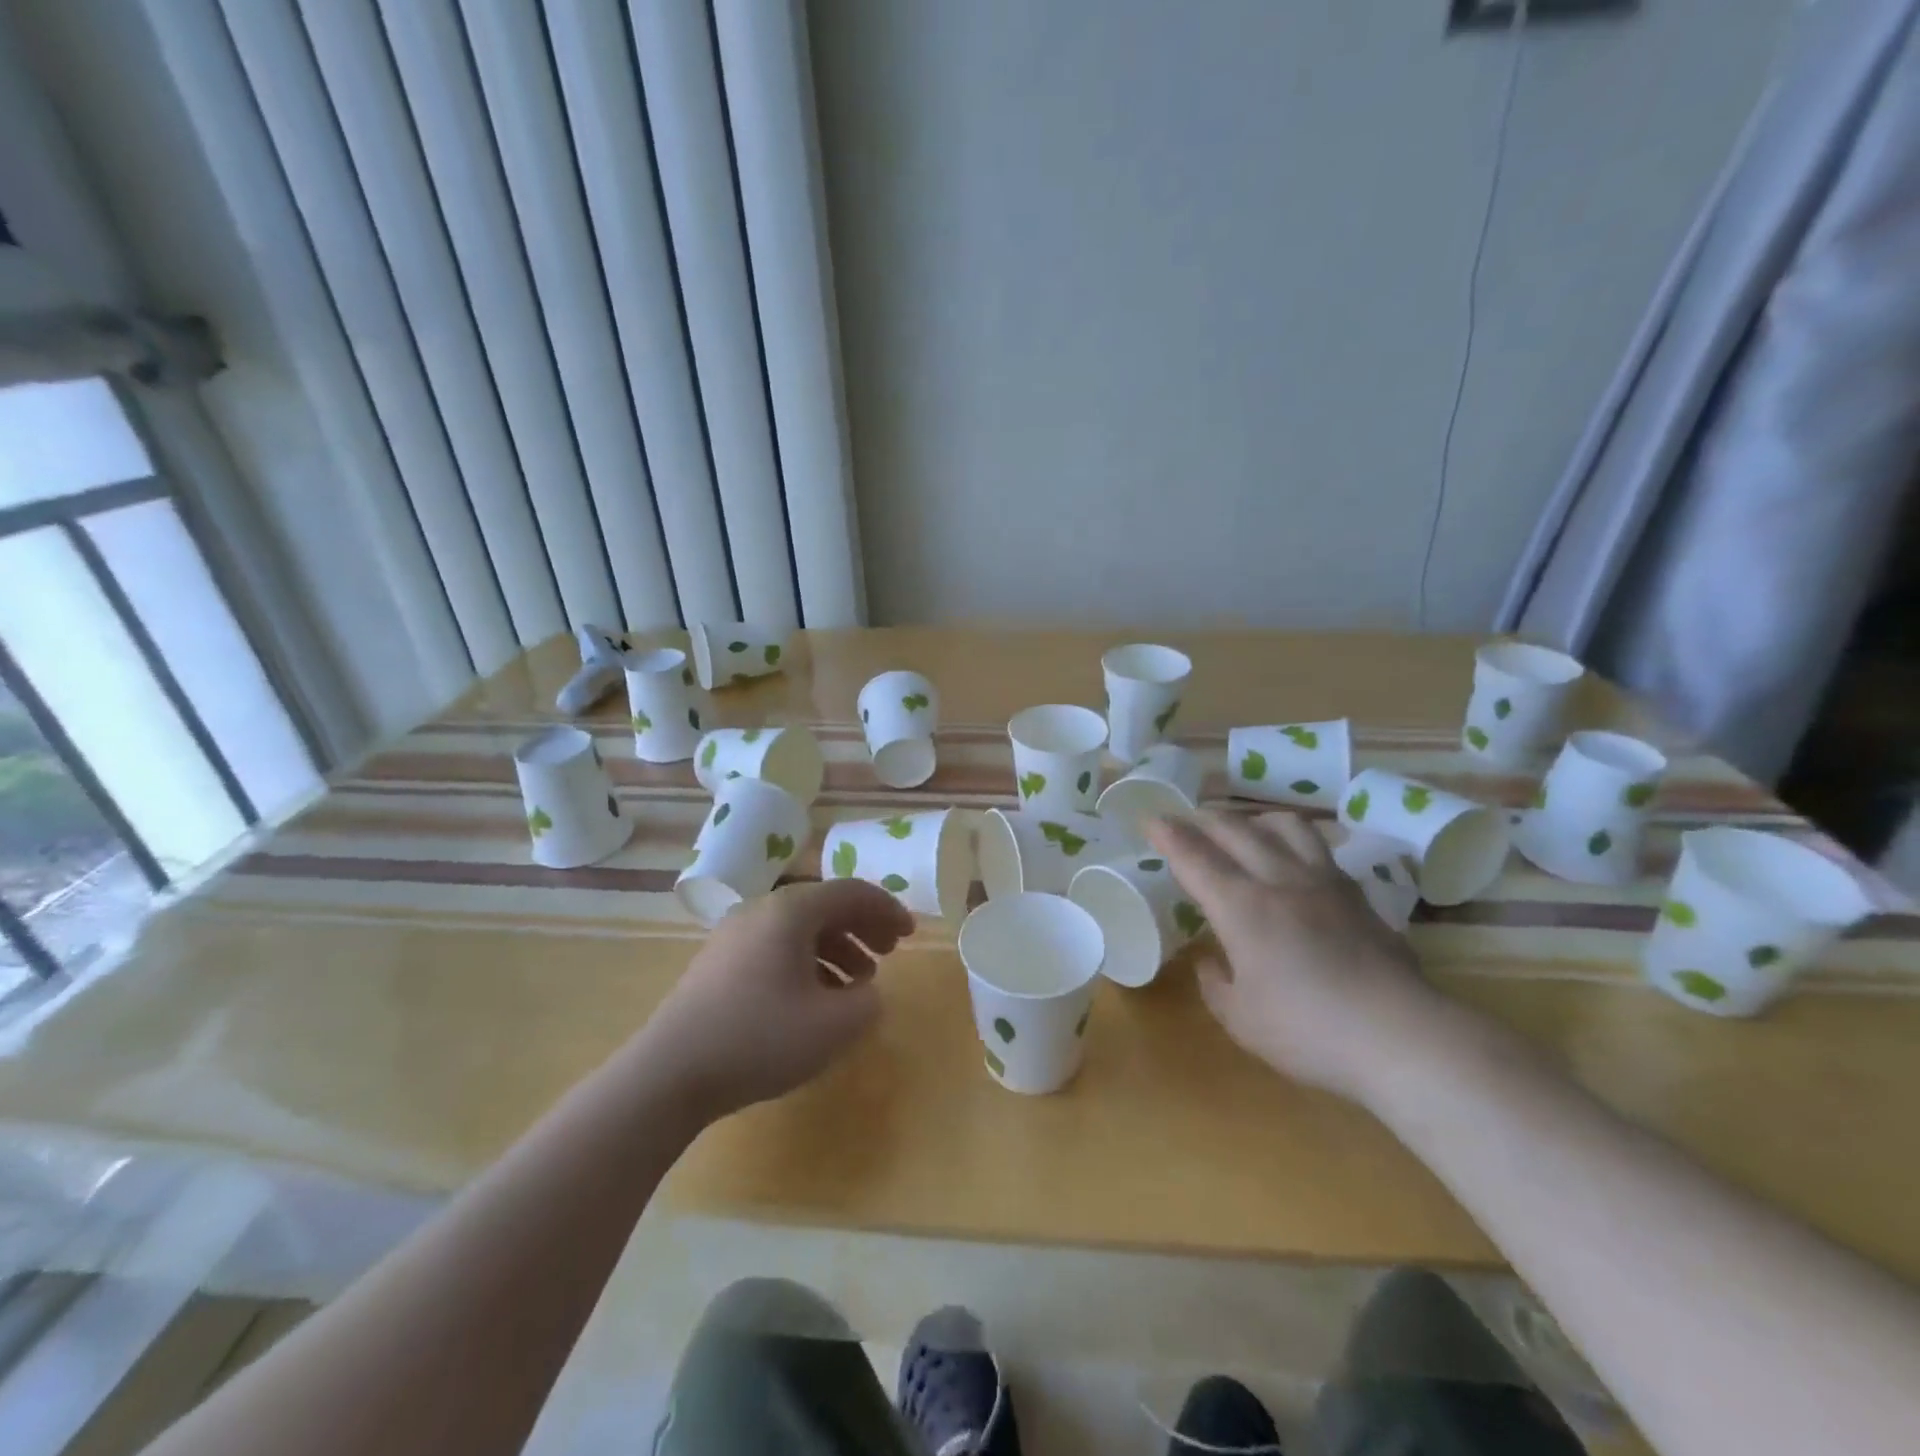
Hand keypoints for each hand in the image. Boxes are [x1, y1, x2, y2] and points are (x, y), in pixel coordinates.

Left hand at [634, 880, 913, 1120]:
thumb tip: (867, 992)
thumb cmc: (759, 1039)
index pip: (851, 892)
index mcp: (791, 911)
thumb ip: (868, 1003)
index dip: (887, 909)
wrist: (669, 1073)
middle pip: (825, 906)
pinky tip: (816, 999)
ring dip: (837, 948)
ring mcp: (734, 936)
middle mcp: (762, 911)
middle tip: (890, 952)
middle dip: (863, 926)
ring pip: (800, 929)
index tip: (911, 934)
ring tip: (859, 983)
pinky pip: (776, 949)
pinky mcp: (719, 964)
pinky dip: (807, 963)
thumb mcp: (833, 1026)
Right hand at [1146, 811, 1442, 1102]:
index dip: (1168, 835)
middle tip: (1186, 818)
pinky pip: (1319, 849)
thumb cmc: (1308, 1032)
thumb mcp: (1242, 1020)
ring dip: (1254, 819)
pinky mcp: (1357, 896)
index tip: (1150, 818)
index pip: (1195, 858)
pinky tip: (1294, 859)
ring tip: (1244, 828)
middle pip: (1236, 831)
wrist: (1401, 1037)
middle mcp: (1279, 882)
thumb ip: (1216, 985)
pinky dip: (1293, 841)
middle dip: (1203, 819)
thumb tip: (1210, 961)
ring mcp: (1323, 883)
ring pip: (1285, 826)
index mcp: (1242, 908)